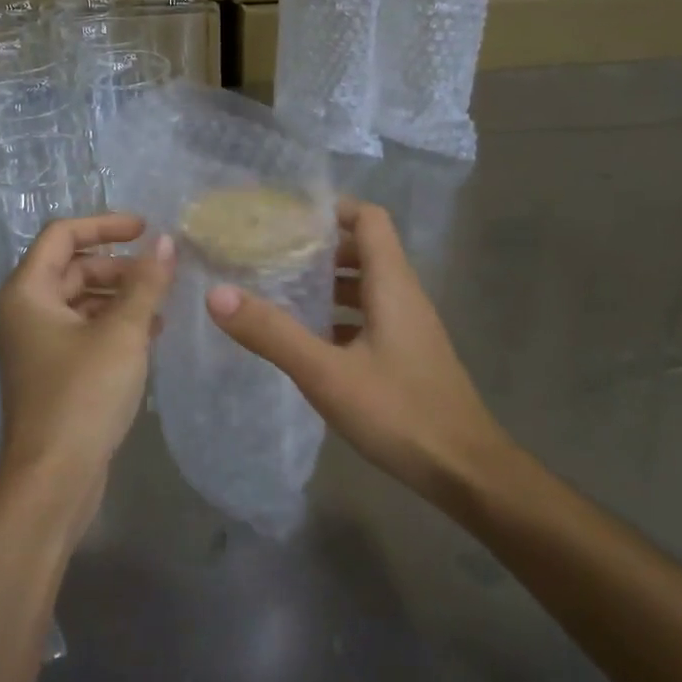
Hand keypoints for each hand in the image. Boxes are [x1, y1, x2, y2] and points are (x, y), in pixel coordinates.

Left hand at [0, 214, 174, 537]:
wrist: (54, 479)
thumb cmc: (83, 395)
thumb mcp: (123, 333)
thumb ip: (146, 283)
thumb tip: (166, 243)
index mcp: (27, 292)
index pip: (63, 234)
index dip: (105, 224)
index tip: (146, 228)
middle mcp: (25, 312)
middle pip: (73, 267)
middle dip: (118, 266)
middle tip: (161, 275)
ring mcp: (37, 344)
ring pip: (81, 301)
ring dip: (120, 296)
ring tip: (162, 305)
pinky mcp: (53, 372)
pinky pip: (84, 331)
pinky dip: (113, 325)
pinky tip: (149, 334)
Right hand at [205, 200, 512, 503]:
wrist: (465, 473)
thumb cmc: (399, 413)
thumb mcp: (326, 373)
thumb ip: (272, 333)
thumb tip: (216, 293)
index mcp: (393, 285)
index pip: (369, 219)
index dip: (332, 209)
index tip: (286, 216)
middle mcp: (405, 297)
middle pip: (365, 250)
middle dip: (319, 247)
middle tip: (271, 254)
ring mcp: (410, 329)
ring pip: (366, 287)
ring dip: (328, 284)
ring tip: (280, 292)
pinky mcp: (408, 357)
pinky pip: (370, 319)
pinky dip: (339, 317)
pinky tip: (308, 341)